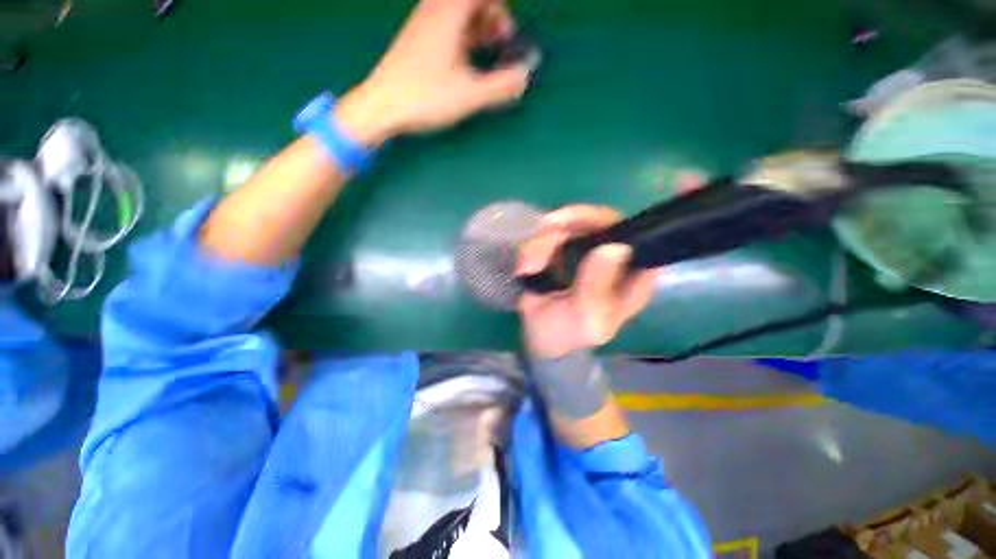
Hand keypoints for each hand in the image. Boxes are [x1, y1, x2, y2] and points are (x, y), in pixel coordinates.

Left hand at [335, 0, 532, 146]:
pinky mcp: (416, 39)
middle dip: (492, 15)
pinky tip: (466, 59)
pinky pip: (446, 23)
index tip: (508, 34)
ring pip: (458, 10)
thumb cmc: (425, 97)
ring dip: (478, 24)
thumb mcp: (469, 95)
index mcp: (449, 13)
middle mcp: (434, 9)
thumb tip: (525, 77)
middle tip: (501, 41)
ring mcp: (422, 23)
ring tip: (487, 49)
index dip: (499, 9)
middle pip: (470, 0)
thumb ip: (500, 86)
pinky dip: (463, 33)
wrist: (381, 105)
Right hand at [516, 206, 660, 358]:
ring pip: (568, 224)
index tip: (585, 225)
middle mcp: (613, 258)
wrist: (538, 338)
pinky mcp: (562, 251)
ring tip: (530, 268)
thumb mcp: (586, 318)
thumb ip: (598, 287)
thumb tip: (616, 247)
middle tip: (546, 229)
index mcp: (633, 276)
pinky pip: (547, 236)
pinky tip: (526, 269)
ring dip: (543, 243)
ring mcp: (586, 251)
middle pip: (600, 220)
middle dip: (570, 224)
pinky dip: (533, 249)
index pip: (639, 236)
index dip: (615, 224)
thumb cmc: (568, 333)